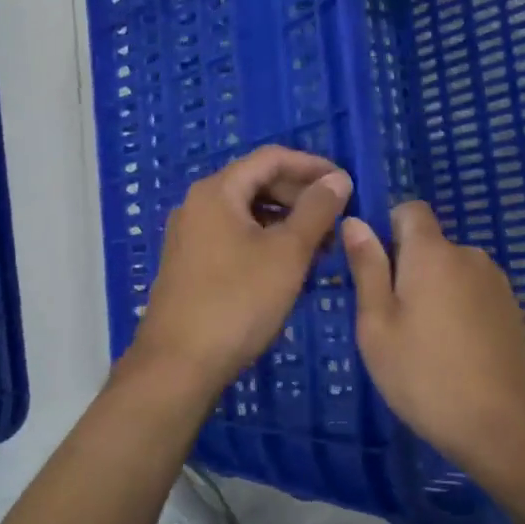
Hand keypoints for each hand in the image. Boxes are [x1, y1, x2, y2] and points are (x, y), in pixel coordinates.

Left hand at [126, 146, 352, 397]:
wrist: (178, 365)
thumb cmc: (237, 301)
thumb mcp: (287, 253)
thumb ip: (317, 210)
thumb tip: (337, 179)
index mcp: (217, 191)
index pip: (271, 158)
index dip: (312, 166)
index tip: (346, 183)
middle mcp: (198, 205)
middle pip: (257, 182)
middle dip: (301, 196)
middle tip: (338, 217)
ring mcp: (191, 236)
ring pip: (248, 213)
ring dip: (287, 221)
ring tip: (322, 246)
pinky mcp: (191, 265)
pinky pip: (236, 237)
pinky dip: (267, 241)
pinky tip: (290, 266)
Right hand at [342, 202, 524, 472]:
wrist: (501, 426)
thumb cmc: (423, 375)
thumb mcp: (377, 324)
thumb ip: (367, 267)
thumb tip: (355, 221)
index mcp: (433, 253)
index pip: (410, 209)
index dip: (388, 228)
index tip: (374, 269)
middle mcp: (469, 255)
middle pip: (430, 243)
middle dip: (407, 267)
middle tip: (391, 319)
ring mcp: (496, 282)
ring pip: (451, 270)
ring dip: (434, 289)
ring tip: (423, 341)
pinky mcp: (512, 309)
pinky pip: (473, 292)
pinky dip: (458, 308)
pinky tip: (454, 351)